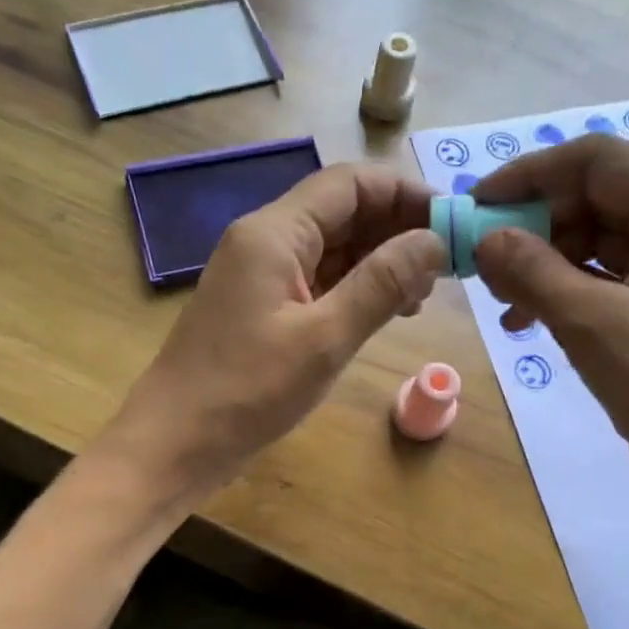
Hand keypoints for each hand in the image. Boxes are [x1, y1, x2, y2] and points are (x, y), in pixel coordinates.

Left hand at [100, 162, 446, 503]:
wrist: (175, 444)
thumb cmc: (247, 391)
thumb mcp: (325, 338)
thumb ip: (382, 283)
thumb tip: (434, 241)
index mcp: (274, 232)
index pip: (350, 184)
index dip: (406, 194)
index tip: (453, 223)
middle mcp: (266, 240)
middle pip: (342, 212)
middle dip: (397, 230)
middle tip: (446, 267)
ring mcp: (262, 275)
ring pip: (333, 248)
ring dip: (380, 262)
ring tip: (423, 295)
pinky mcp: (262, 308)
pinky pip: (318, 281)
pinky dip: (355, 289)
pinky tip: (387, 312)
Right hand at [473, 134, 628, 549]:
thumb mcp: (595, 327)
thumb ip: (533, 272)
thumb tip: (484, 238)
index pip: (599, 160)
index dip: (531, 174)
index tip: (476, 205)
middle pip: (597, 198)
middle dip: (534, 225)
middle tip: (482, 261)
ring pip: (597, 242)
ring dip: (544, 263)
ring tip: (501, 299)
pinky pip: (606, 281)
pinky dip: (564, 293)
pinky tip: (526, 321)